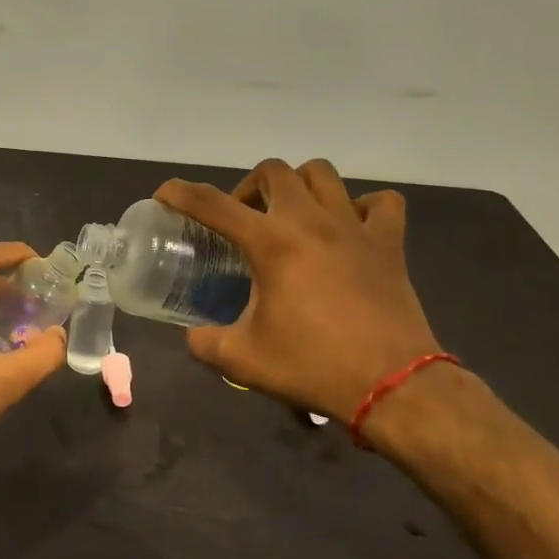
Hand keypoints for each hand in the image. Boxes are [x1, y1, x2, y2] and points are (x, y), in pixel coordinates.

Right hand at [156, 159, 441, 424]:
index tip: (165, 194)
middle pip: (273, 171)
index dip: (180, 193)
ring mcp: (355, 227)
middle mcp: (310, 222)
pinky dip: (362, 206)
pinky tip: (349, 228)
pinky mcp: (390, 244)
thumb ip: (205, 342)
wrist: (393, 387)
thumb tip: (192, 336)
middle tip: (242, 219)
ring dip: (298, 185)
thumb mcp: (242, 360)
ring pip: (322, 174)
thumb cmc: (313, 367)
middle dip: (248, 187)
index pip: (212, 203)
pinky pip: (380, 203)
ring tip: (290, 215)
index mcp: (271, 244)